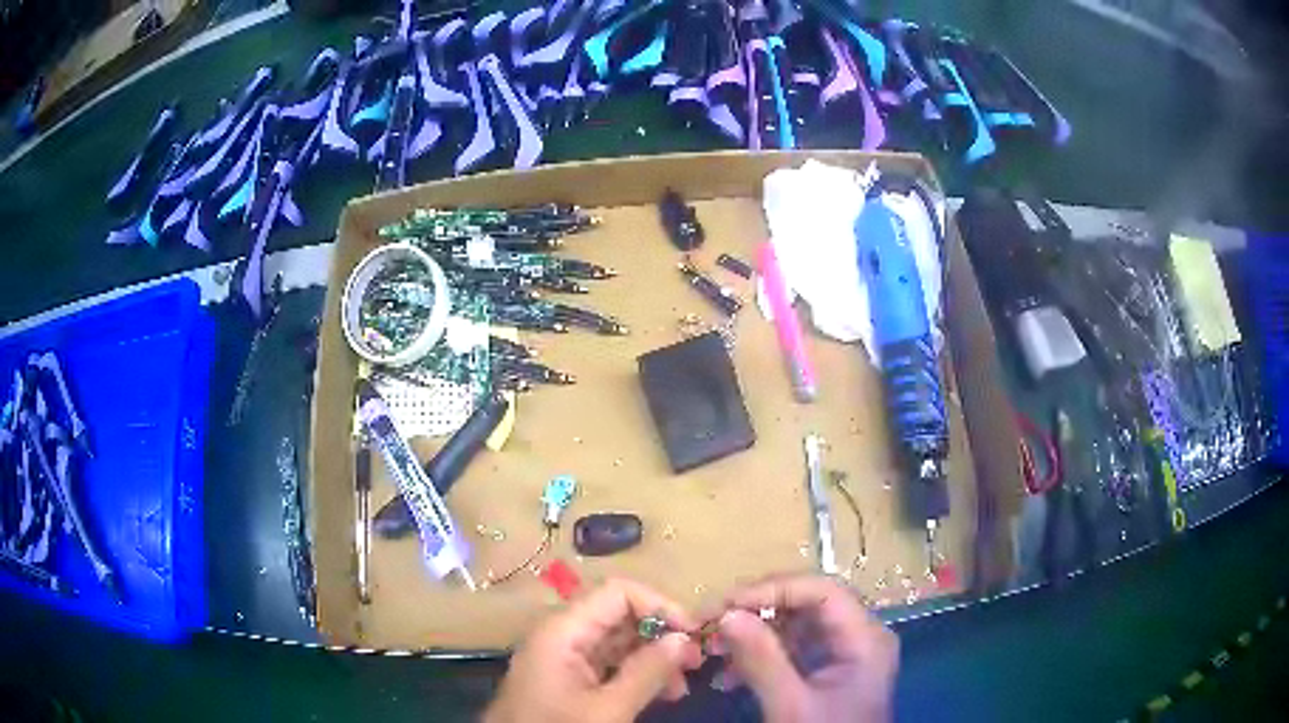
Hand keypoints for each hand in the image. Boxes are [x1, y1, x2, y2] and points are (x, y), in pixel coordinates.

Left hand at [484, 579, 704, 722]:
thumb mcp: (608, 709)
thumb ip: (647, 672)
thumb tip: (683, 639)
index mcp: (563, 630)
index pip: (618, 593)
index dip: (660, 605)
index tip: (694, 634)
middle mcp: (562, 635)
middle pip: (620, 616)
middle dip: (661, 636)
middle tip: (695, 663)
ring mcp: (563, 658)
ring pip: (618, 642)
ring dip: (654, 658)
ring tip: (682, 687)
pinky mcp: (568, 679)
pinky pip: (609, 664)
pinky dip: (637, 674)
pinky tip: (662, 693)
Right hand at [715, 575, 898, 722]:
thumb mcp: (791, 705)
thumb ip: (762, 660)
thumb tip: (726, 615)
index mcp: (865, 638)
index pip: (823, 590)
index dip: (775, 589)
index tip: (727, 604)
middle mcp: (859, 637)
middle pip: (809, 604)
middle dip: (758, 611)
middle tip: (712, 622)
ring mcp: (844, 655)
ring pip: (796, 626)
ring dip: (753, 635)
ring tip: (712, 649)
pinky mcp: (827, 673)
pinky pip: (792, 651)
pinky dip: (760, 657)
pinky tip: (728, 675)